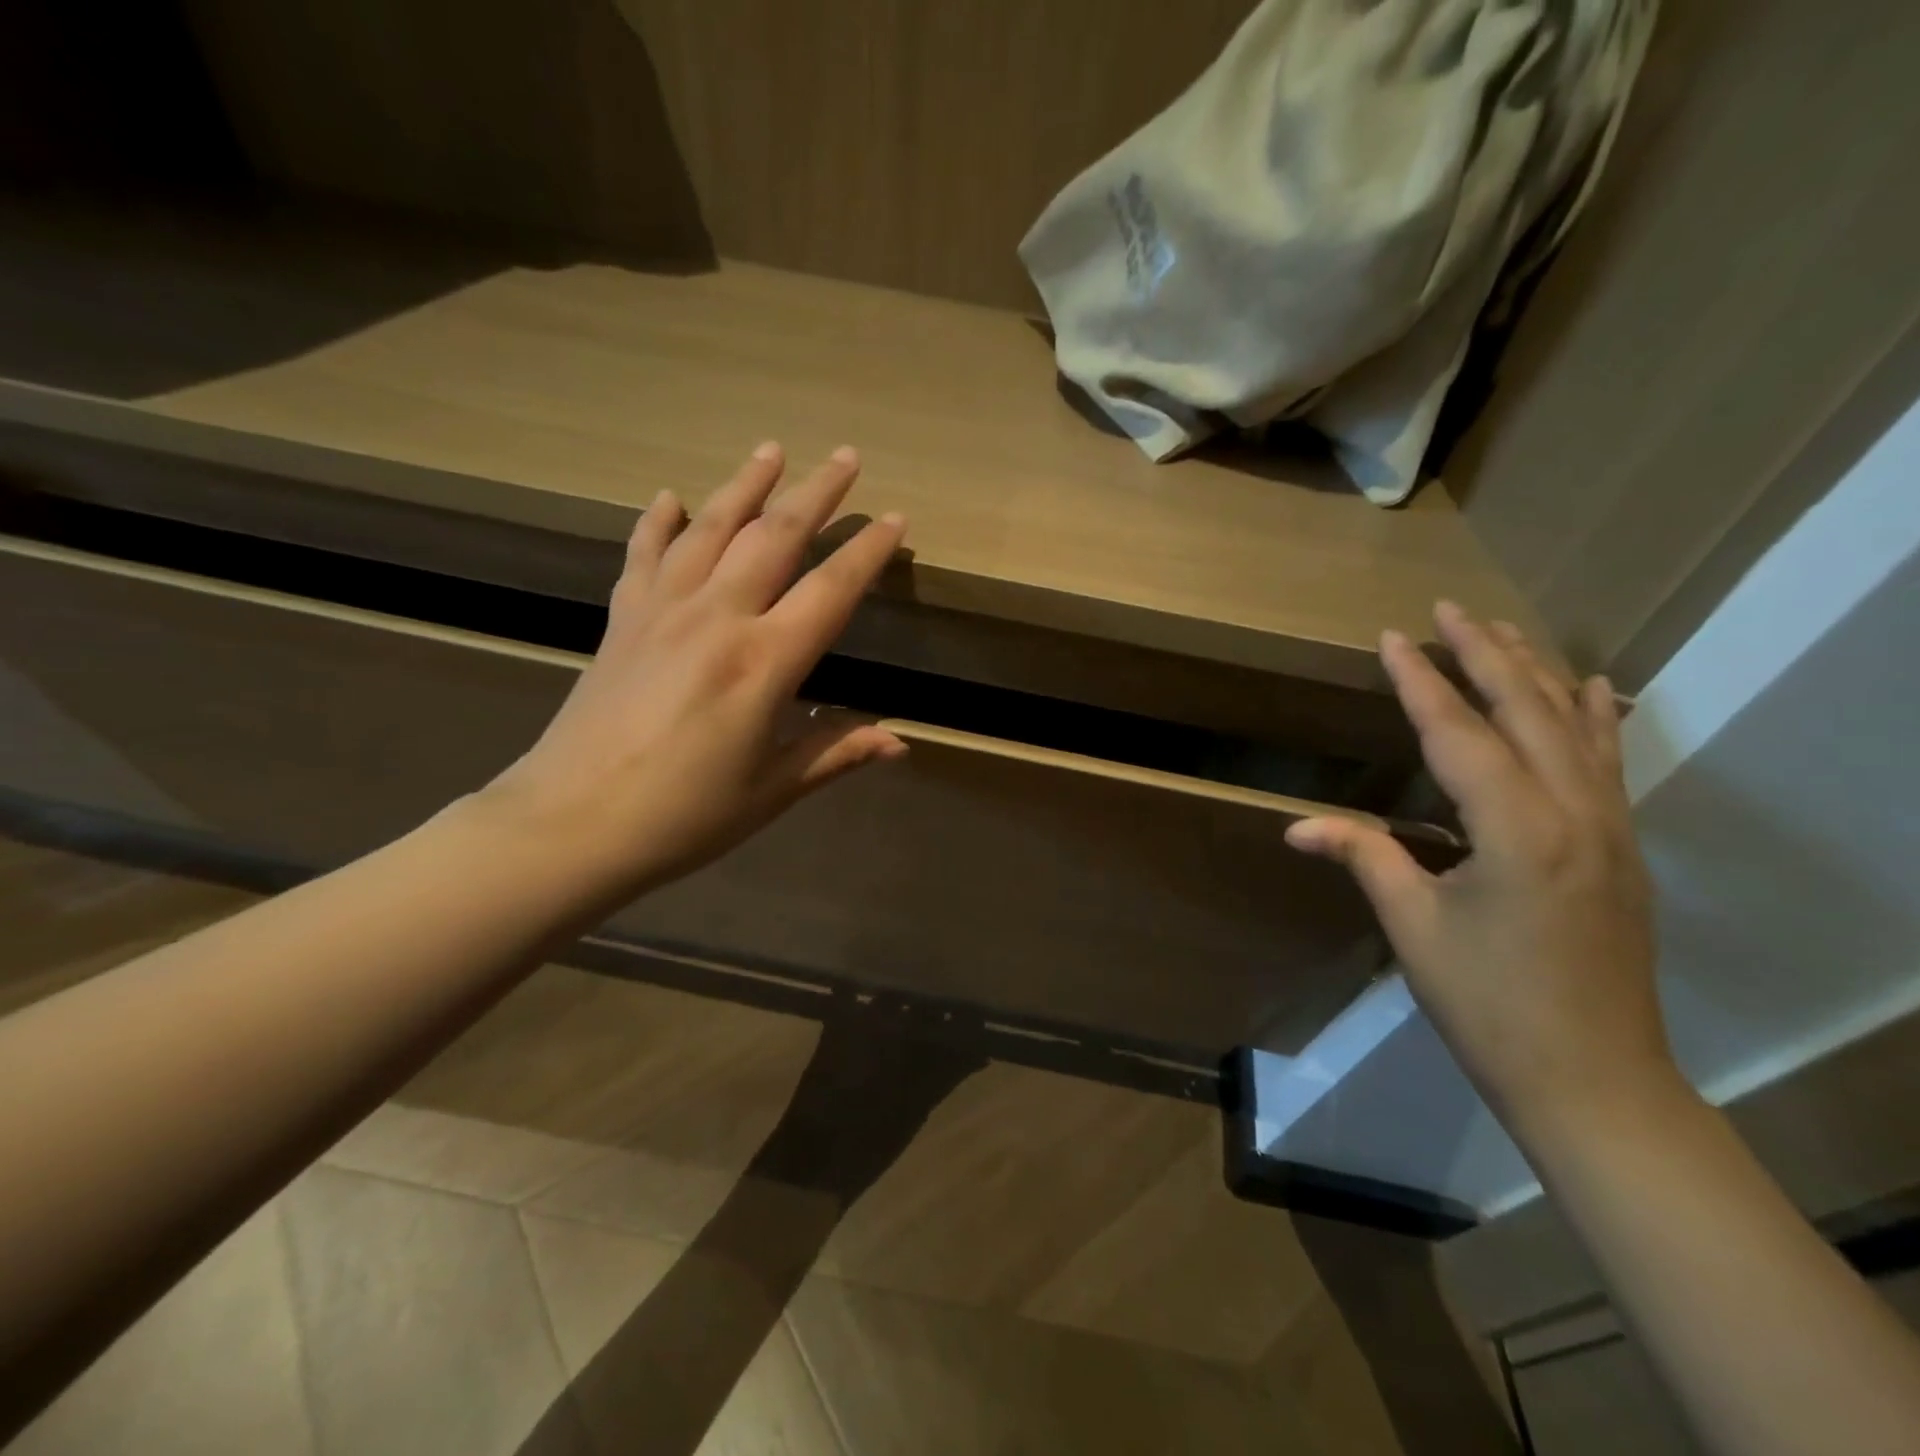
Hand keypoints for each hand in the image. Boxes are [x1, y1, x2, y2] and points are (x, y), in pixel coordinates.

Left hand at [482, 442, 907, 901]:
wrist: (569, 824)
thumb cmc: (683, 815)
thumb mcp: (772, 790)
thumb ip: (836, 752)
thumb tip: (899, 742)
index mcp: (763, 662)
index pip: (831, 591)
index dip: (868, 552)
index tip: (895, 519)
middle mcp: (716, 618)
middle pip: (774, 537)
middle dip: (816, 493)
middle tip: (846, 456)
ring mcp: (662, 610)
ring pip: (711, 527)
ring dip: (746, 485)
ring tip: (771, 450)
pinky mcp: (622, 619)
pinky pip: (644, 554)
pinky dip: (660, 522)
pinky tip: (671, 498)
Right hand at [1286, 602, 1669, 1138]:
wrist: (1593, 1079)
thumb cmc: (1488, 1001)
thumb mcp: (1414, 925)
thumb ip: (1364, 856)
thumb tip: (1296, 825)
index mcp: (1517, 829)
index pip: (1459, 733)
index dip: (1422, 682)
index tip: (1393, 637)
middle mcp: (1574, 812)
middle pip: (1527, 711)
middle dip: (1485, 654)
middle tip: (1449, 610)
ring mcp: (1610, 829)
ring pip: (1575, 727)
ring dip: (1536, 673)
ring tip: (1503, 631)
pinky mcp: (1623, 848)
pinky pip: (1608, 762)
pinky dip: (1595, 717)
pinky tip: (1593, 689)